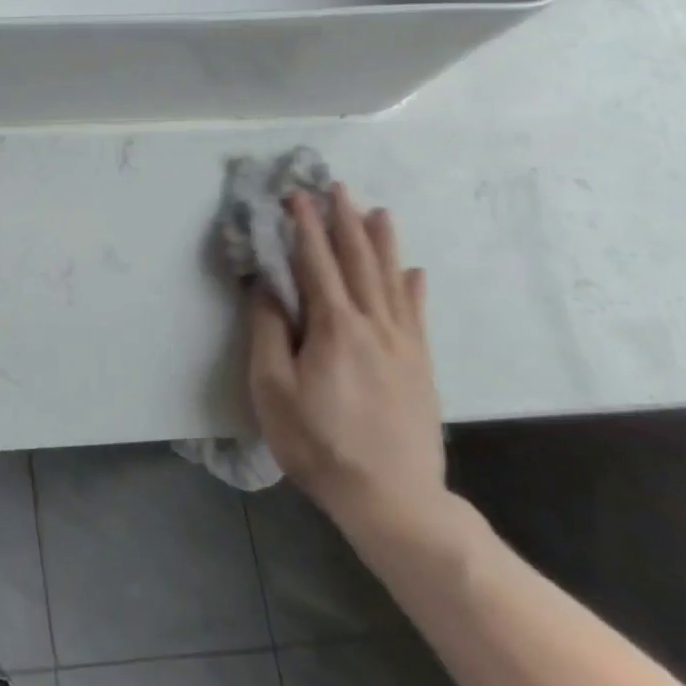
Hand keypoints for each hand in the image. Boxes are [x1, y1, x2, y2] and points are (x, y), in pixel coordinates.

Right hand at [247, 186, 449, 546]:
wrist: (392, 498)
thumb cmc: (318, 443)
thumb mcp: (273, 389)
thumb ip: (268, 332)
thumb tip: (266, 287)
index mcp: (334, 327)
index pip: (315, 263)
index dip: (305, 227)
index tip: (296, 195)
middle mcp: (373, 325)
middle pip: (358, 262)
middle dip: (345, 221)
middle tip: (337, 187)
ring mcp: (403, 345)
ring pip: (391, 280)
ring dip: (382, 243)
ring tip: (377, 211)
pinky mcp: (420, 366)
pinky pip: (417, 314)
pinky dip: (413, 287)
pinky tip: (414, 272)